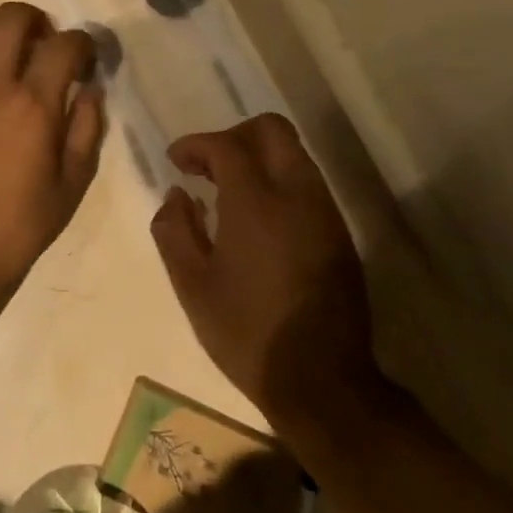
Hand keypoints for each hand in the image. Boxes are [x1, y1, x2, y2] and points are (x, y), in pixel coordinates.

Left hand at [0, 3, 105, 311]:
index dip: (83, 43)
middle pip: (12, 16)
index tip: (86, 58)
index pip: (63, 45)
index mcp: (32, 105)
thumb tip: (90, 90)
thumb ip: (87, 129)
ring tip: (8, 53)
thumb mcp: (71, 185)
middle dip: (37, 20)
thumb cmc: (17, 225)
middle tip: (45, 45)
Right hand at [151, 115, 385, 423]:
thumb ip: (174, 230)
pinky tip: (256, 218)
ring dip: (257, 157)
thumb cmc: (247, 332)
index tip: (176, 161)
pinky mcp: (338, 234)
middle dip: (233, 135)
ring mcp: (324, 213)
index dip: (196, 145)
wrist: (322, 382)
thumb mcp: (192, 285)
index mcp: (257, 203)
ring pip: (293, 154)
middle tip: (206, 165)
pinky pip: (306, 183)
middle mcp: (297, 195)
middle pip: (271, 130)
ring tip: (226, 191)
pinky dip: (277, 180)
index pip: (227, 146)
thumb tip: (176, 196)